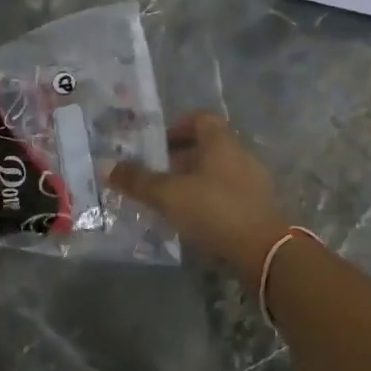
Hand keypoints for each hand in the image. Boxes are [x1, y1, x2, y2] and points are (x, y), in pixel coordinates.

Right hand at [109, 112, 291, 281]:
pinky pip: (228, 195)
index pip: (201, 119)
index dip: (178, 126)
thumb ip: (138, 180)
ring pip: (218, 172)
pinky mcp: (259, 209)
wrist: (265, 252)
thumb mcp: (169, 195)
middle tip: (155, 174)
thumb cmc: (215, 210)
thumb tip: (106, 165)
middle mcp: (241, 155)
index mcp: (222, 142)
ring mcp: (254, 183)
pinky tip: (193, 220)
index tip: (157, 143)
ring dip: (194, 181)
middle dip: (180, 157)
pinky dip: (209, 200)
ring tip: (170, 200)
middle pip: (208, 146)